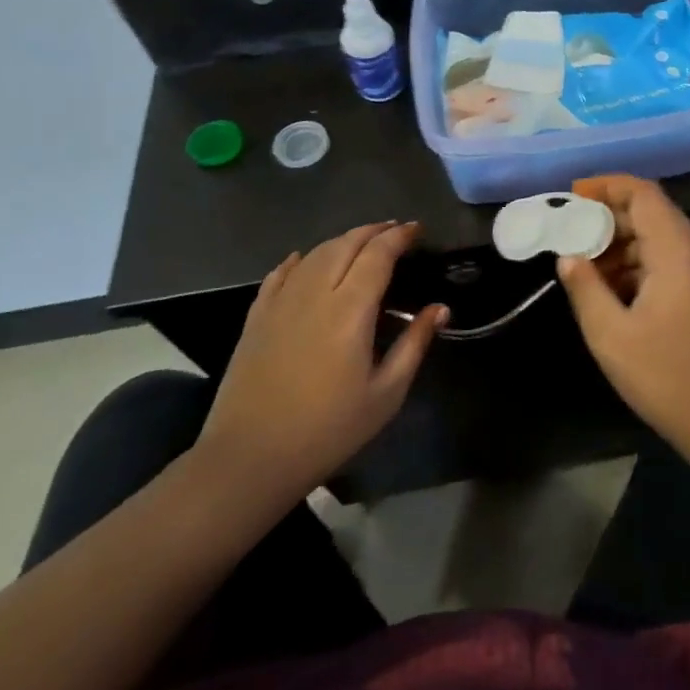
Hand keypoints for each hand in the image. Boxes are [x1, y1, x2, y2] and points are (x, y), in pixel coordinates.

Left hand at [194, 222, 445, 514]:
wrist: (250, 459)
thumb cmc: (328, 430)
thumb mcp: (386, 394)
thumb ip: (414, 344)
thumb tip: (439, 309)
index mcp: (350, 309)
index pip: (378, 254)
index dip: (399, 236)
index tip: (417, 230)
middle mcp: (315, 293)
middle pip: (346, 243)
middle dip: (374, 231)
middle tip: (395, 231)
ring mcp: (281, 302)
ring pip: (315, 253)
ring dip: (342, 240)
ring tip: (361, 242)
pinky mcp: (257, 317)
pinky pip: (280, 274)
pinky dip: (299, 260)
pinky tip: (304, 259)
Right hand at [556, 177, 689, 494]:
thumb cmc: (667, 377)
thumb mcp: (612, 336)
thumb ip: (586, 289)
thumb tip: (567, 257)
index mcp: (676, 252)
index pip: (644, 194)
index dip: (608, 186)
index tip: (573, 194)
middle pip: (651, 213)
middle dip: (608, 217)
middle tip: (570, 232)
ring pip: (658, 239)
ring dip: (621, 244)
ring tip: (583, 265)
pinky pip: (666, 262)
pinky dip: (636, 265)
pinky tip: (610, 290)